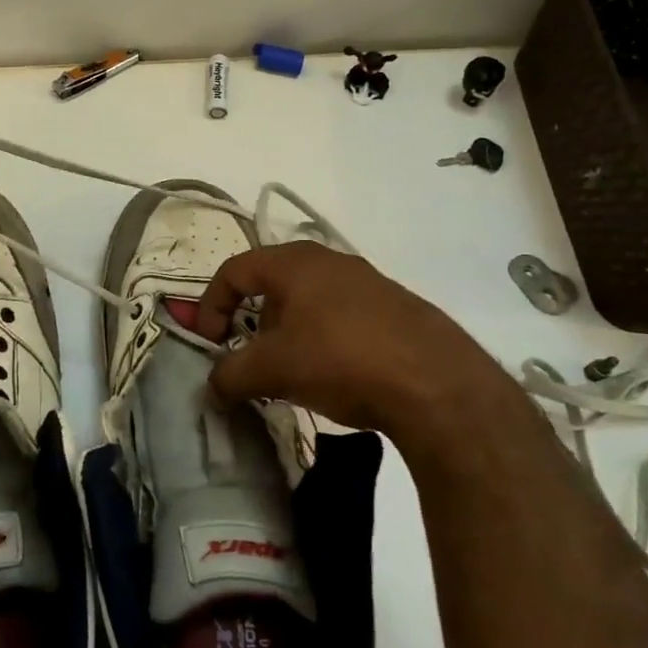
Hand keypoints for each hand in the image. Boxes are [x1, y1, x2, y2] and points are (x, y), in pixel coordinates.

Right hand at [195, 241, 517, 441]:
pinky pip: (344, 317)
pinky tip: (338, 376)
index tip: (210, 344)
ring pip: (310, 302)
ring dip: (290, 334)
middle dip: (253, 322)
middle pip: (273, 284)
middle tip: (253, 359)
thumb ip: (231, 375)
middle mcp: (330, 261)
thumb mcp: (273, 370)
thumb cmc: (341, 359)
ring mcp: (369, 282)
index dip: (211, 305)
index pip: (234, 270)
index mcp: (294, 262)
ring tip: (295, 374)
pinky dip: (325, 340)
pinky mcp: (397, 309)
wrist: (438, 384)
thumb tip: (213, 387)